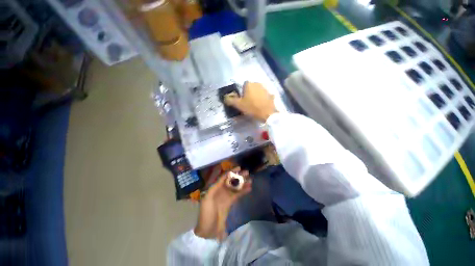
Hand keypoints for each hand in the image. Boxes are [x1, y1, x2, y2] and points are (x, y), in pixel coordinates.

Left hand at [194, 168, 251, 240]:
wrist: (208, 230)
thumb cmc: (206, 214)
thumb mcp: (207, 199)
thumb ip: (215, 187)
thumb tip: (224, 177)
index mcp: (215, 188)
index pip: (224, 177)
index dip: (231, 172)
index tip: (239, 168)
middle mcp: (221, 190)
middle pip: (231, 181)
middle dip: (239, 176)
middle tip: (247, 173)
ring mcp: (226, 196)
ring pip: (236, 187)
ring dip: (243, 183)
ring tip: (250, 180)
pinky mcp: (230, 202)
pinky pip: (238, 195)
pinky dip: (243, 191)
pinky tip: (249, 188)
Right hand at [224, 82, 277, 121]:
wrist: (267, 114)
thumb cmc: (252, 108)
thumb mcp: (239, 105)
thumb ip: (230, 100)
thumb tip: (225, 97)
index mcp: (249, 84)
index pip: (243, 85)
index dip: (242, 93)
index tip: (242, 100)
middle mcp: (257, 83)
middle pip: (251, 88)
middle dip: (249, 94)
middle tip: (248, 103)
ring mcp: (265, 89)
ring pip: (258, 91)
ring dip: (256, 96)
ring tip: (255, 105)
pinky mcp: (271, 95)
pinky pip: (264, 96)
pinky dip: (263, 99)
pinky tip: (262, 106)